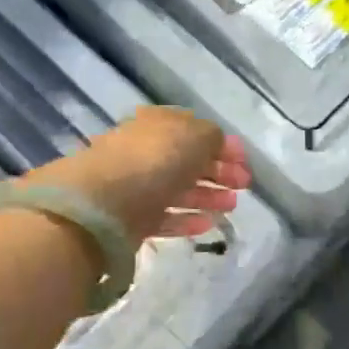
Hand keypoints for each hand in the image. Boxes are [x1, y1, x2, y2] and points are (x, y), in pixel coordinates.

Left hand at [42, 107, 249, 241]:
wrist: (103, 204)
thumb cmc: (154, 160)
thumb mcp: (195, 136)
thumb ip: (213, 138)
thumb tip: (218, 145)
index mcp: (157, 124)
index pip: (194, 130)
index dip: (222, 144)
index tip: (245, 162)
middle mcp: (145, 151)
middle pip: (186, 160)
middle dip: (217, 171)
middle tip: (243, 185)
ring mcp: (136, 186)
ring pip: (178, 189)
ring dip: (207, 196)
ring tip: (231, 206)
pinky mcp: (130, 219)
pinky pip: (164, 217)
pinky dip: (186, 219)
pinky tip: (208, 224)